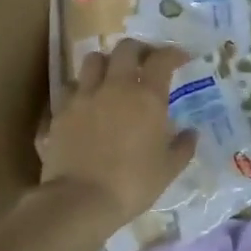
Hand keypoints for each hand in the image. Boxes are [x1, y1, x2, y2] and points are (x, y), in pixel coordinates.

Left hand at [40, 39, 196, 229]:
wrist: (80, 200)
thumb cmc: (133, 184)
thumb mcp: (169, 169)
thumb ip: (183, 146)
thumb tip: (191, 132)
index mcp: (146, 96)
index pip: (161, 59)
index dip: (173, 54)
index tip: (180, 58)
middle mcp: (114, 87)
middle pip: (125, 49)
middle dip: (138, 50)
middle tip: (145, 61)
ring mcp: (82, 97)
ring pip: (92, 61)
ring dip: (105, 64)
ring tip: (110, 77)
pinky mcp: (58, 113)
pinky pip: (68, 90)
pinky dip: (79, 91)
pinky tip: (83, 104)